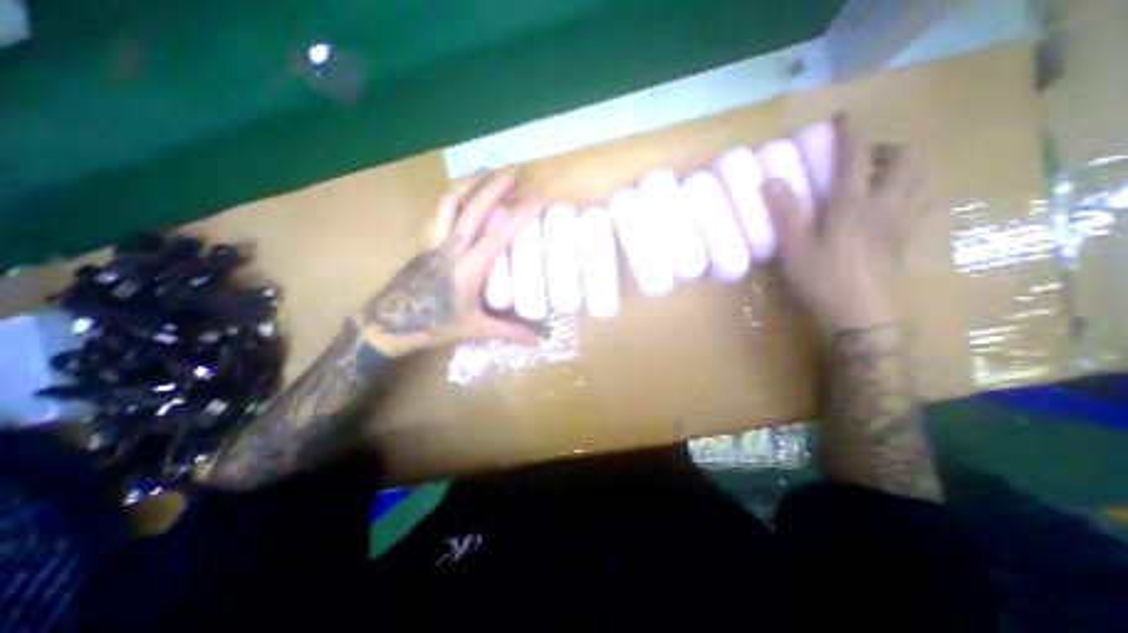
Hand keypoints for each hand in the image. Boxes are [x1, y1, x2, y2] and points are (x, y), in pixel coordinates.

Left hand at [353, 168, 544, 354]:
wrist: (387, 323)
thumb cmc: (433, 325)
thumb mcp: (474, 329)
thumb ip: (508, 331)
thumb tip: (539, 340)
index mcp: (467, 269)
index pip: (497, 237)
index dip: (517, 217)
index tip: (536, 201)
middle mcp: (451, 248)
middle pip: (472, 209)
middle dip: (493, 186)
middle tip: (513, 170)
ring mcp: (434, 242)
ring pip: (449, 204)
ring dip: (469, 183)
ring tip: (486, 169)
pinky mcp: (425, 243)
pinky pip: (439, 212)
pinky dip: (452, 197)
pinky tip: (460, 193)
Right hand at [761, 114, 920, 329]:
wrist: (863, 316)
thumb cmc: (823, 280)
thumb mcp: (795, 249)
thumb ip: (785, 213)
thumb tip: (770, 181)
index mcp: (852, 205)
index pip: (855, 157)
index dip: (849, 133)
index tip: (841, 118)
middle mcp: (885, 205)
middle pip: (904, 159)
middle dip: (884, 148)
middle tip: (859, 159)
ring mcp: (902, 221)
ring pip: (919, 177)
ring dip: (900, 167)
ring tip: (874, 178)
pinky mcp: (908, 238)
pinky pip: (921, 201)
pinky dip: (909, 190)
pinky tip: (888, 205)